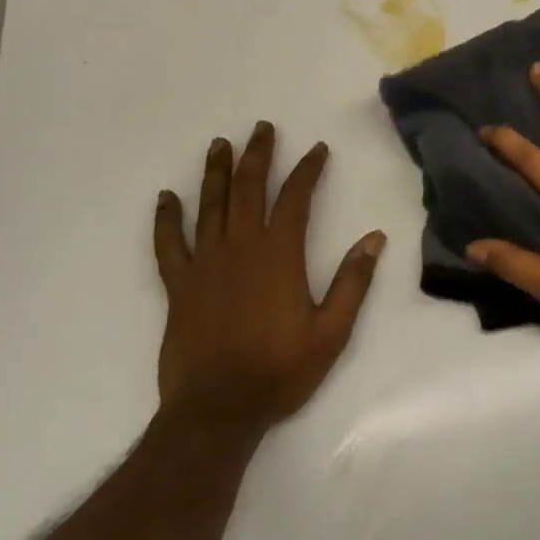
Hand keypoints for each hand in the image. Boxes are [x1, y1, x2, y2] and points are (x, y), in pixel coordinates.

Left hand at [153, 121, 384, 434]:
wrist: (218, 411)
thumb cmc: (280, 370)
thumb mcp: (332, 331)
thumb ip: (353, 281)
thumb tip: (374, 238)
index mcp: (279, 254)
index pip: (296, 198)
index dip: (308, 169)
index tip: (317, 149)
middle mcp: (240, 247)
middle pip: (248, 189)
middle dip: (258, 155)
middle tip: (263, 128)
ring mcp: (205, 264)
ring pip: (209, 206)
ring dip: (215, 172)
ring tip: (219, 144)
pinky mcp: (179, 286)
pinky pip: (168, 244)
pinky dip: (166, 219)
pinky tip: (165, 197)